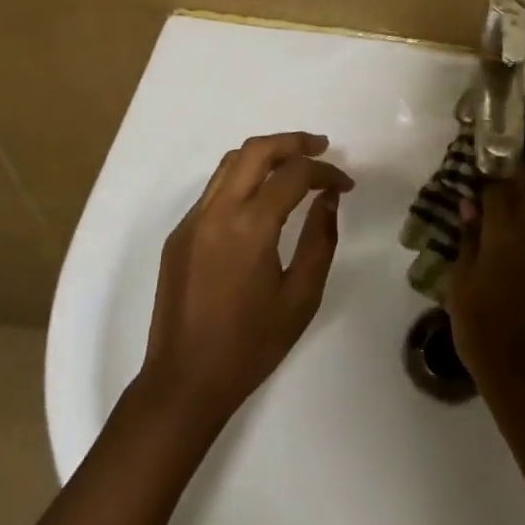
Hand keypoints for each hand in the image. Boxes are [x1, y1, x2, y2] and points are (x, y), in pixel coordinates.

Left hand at [140, 132, 353, 428]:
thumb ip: (320, 239)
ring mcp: (192, 221)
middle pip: (256, 150)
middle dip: (292, 142)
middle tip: (321, 148)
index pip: (293, 174)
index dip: (325, 171)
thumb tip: (327, 198)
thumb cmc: (251, 345)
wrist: (184, 382)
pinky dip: (243, 178)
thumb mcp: (301, 297)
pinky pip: (214, 190)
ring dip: (265, 154)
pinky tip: (261, 199)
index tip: (346, 184)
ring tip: (294, 164)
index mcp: (250, 227)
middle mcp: (217, 212)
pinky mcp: (179, 234)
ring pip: (230, 163)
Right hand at [446, 145, 524, 400]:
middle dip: (523, 159)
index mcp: (499, 233)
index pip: (495, 187)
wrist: (519, 365)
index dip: (491, 163)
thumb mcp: (461, 281)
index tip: (488, 139)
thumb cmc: (480, 323)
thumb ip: (468, 239)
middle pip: (524, 187)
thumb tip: (469, 203)